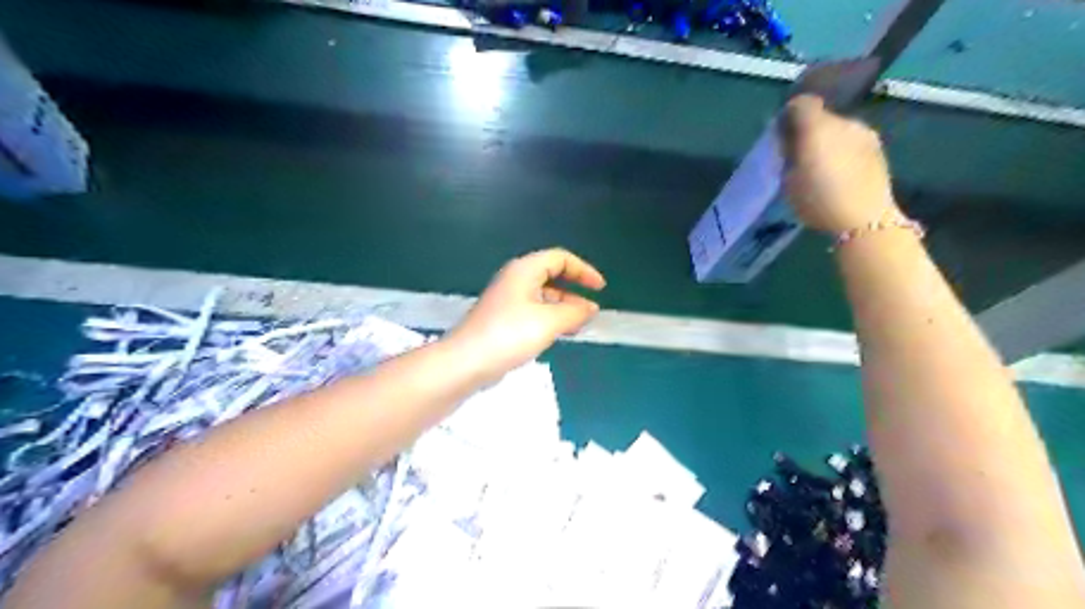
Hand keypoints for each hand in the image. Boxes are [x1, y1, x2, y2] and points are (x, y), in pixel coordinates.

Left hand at [442, 247, 608, 380]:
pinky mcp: (502, 318)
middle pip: (551, 275)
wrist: (467, 361)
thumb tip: (590, 308)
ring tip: (578, 326)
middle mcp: (515, 279)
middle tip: (590, 311)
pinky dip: (549, 318)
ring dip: (563, 307)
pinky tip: (557, 334)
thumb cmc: (509, 335)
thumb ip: (574, 312)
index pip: (560, 258)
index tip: (599, 288)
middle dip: (574, 290)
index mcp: (525, 270)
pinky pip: (533, 311)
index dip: (583, 270)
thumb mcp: (549, 322)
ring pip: (542, 296)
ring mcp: (507, 299)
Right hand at [780, 92, 898, 232]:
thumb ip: (788, 153)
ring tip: (822, 166)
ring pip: (839, 129)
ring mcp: (864, 133)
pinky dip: (844, 150)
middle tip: (801, 153)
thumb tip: (789, 140)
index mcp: (817, 128)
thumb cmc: (818, 201)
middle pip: (822, 116)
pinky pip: (853, 141)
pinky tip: (841, 172)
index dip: (790, 115)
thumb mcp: (789, 180)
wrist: (864, 219)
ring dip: (829, 141)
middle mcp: (844, 121)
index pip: (801, 104)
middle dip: (810, 130)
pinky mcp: (878, 148)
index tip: (782, 134)